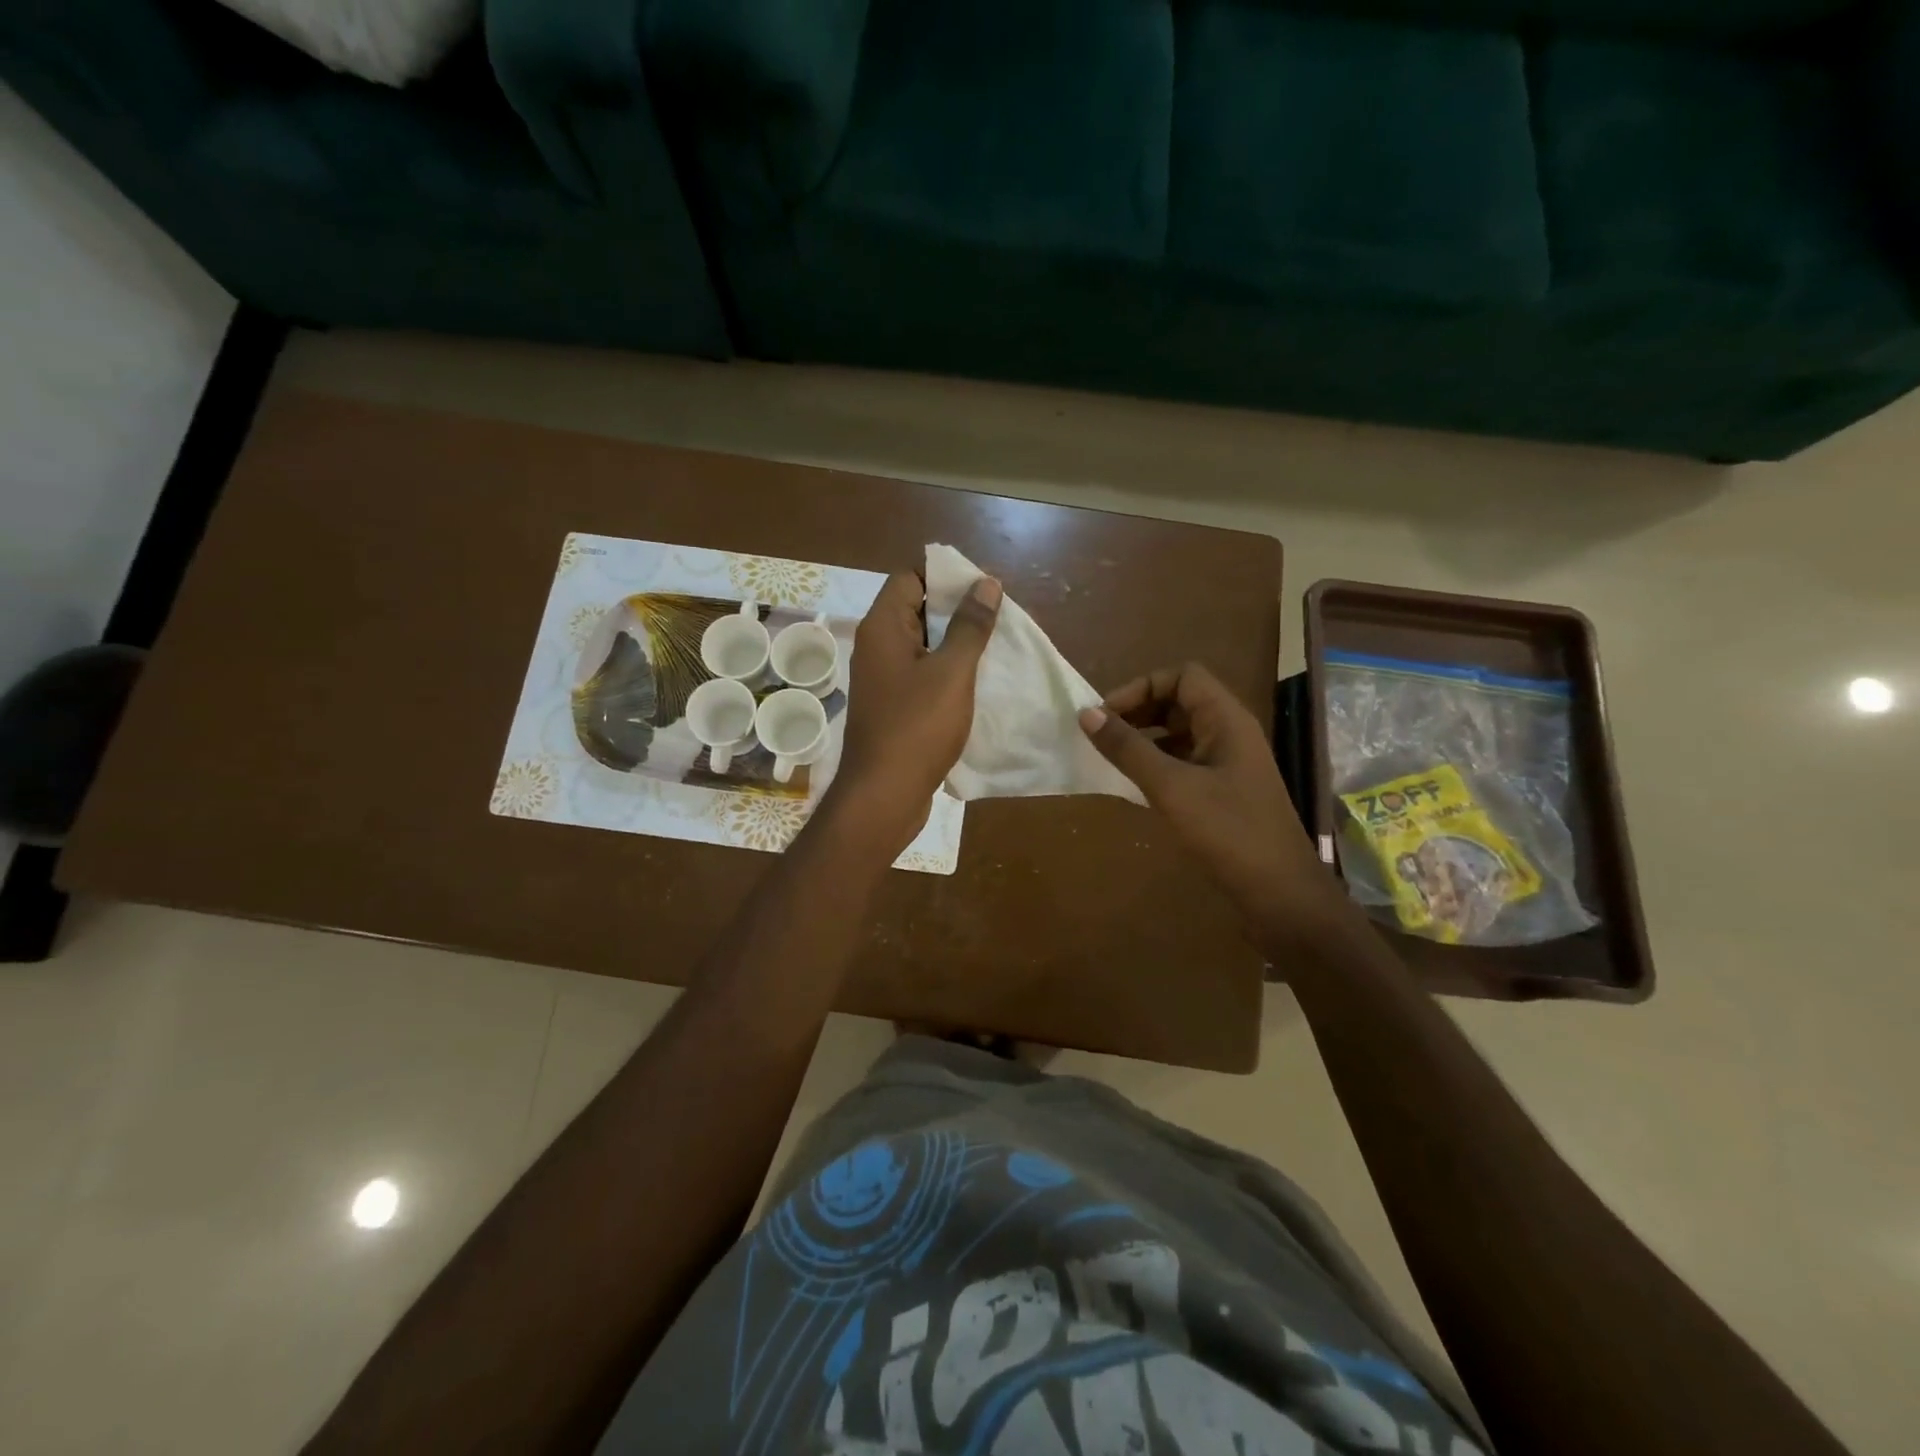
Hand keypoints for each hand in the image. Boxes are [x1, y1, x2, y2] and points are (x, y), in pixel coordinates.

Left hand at [827, 569, 1000, 854]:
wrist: (884, 795)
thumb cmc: (917, 727)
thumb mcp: (952, 672)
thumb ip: (970, 626)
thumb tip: (986, 583)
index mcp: (882, 628)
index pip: (909, 578)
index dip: (945, 577)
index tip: (982, 589)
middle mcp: (876, 647)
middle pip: (915, 609)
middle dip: (956, 610)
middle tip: (996, 618)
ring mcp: (882, 679)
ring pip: (921, 645)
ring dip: (954, 644)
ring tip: (994, 647)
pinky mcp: (891, 706)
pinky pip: (920, 675)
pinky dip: (945, 672)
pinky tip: (976, 683)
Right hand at [1078, 663, 1333, 931]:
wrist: (1280, 894)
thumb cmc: (1228, 833)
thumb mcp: (1171, 787)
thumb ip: (1128, 749)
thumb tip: (1087, 713)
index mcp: (1227, 720)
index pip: (1182, 676)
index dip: (1142, 686)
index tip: (1107, 714)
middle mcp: (1230, 734)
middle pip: (1180, 702)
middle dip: (1139, 711)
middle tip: (1101, 735)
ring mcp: (1229, 765)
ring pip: (1180, 734)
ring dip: (1145, 739)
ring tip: (1110, 757)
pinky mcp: (1224, 793)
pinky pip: (1184, 763)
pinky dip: (1157, 765)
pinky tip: (1134, 785)